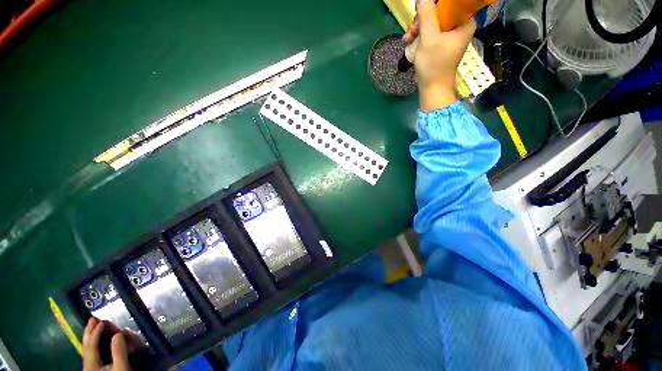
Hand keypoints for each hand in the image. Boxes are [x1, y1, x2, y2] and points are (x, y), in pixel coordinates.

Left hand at [82, 317, 137, 370]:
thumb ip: (119, 353)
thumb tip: (118, 335)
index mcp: (92, 361)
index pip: (92, 342)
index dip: (97, 330)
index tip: (102, 321)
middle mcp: (88, 363)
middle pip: (87, 344)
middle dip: (90, 332)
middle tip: (93, 319)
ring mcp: (90, 369)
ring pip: (87, 350)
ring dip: (91, 339)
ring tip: (92, 329)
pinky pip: (91, 356)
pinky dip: (93, 348)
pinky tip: (96, 349)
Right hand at [403, 0, 475, 110]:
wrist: (432, 86)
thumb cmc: (435, 63)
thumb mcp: (429, 36)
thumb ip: (427, 14)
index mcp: (463, 28)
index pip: (458, 7)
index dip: (444, 5)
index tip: (431, 7)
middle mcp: (457, 29)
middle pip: (440, 11)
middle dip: (424, 17)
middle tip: (415, 27)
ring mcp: (447, 35)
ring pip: (431, 19)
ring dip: (417, 26)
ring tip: (409, 37)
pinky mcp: (438, 40)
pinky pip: (427, 28)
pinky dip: (418, 32)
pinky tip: (409, 40)